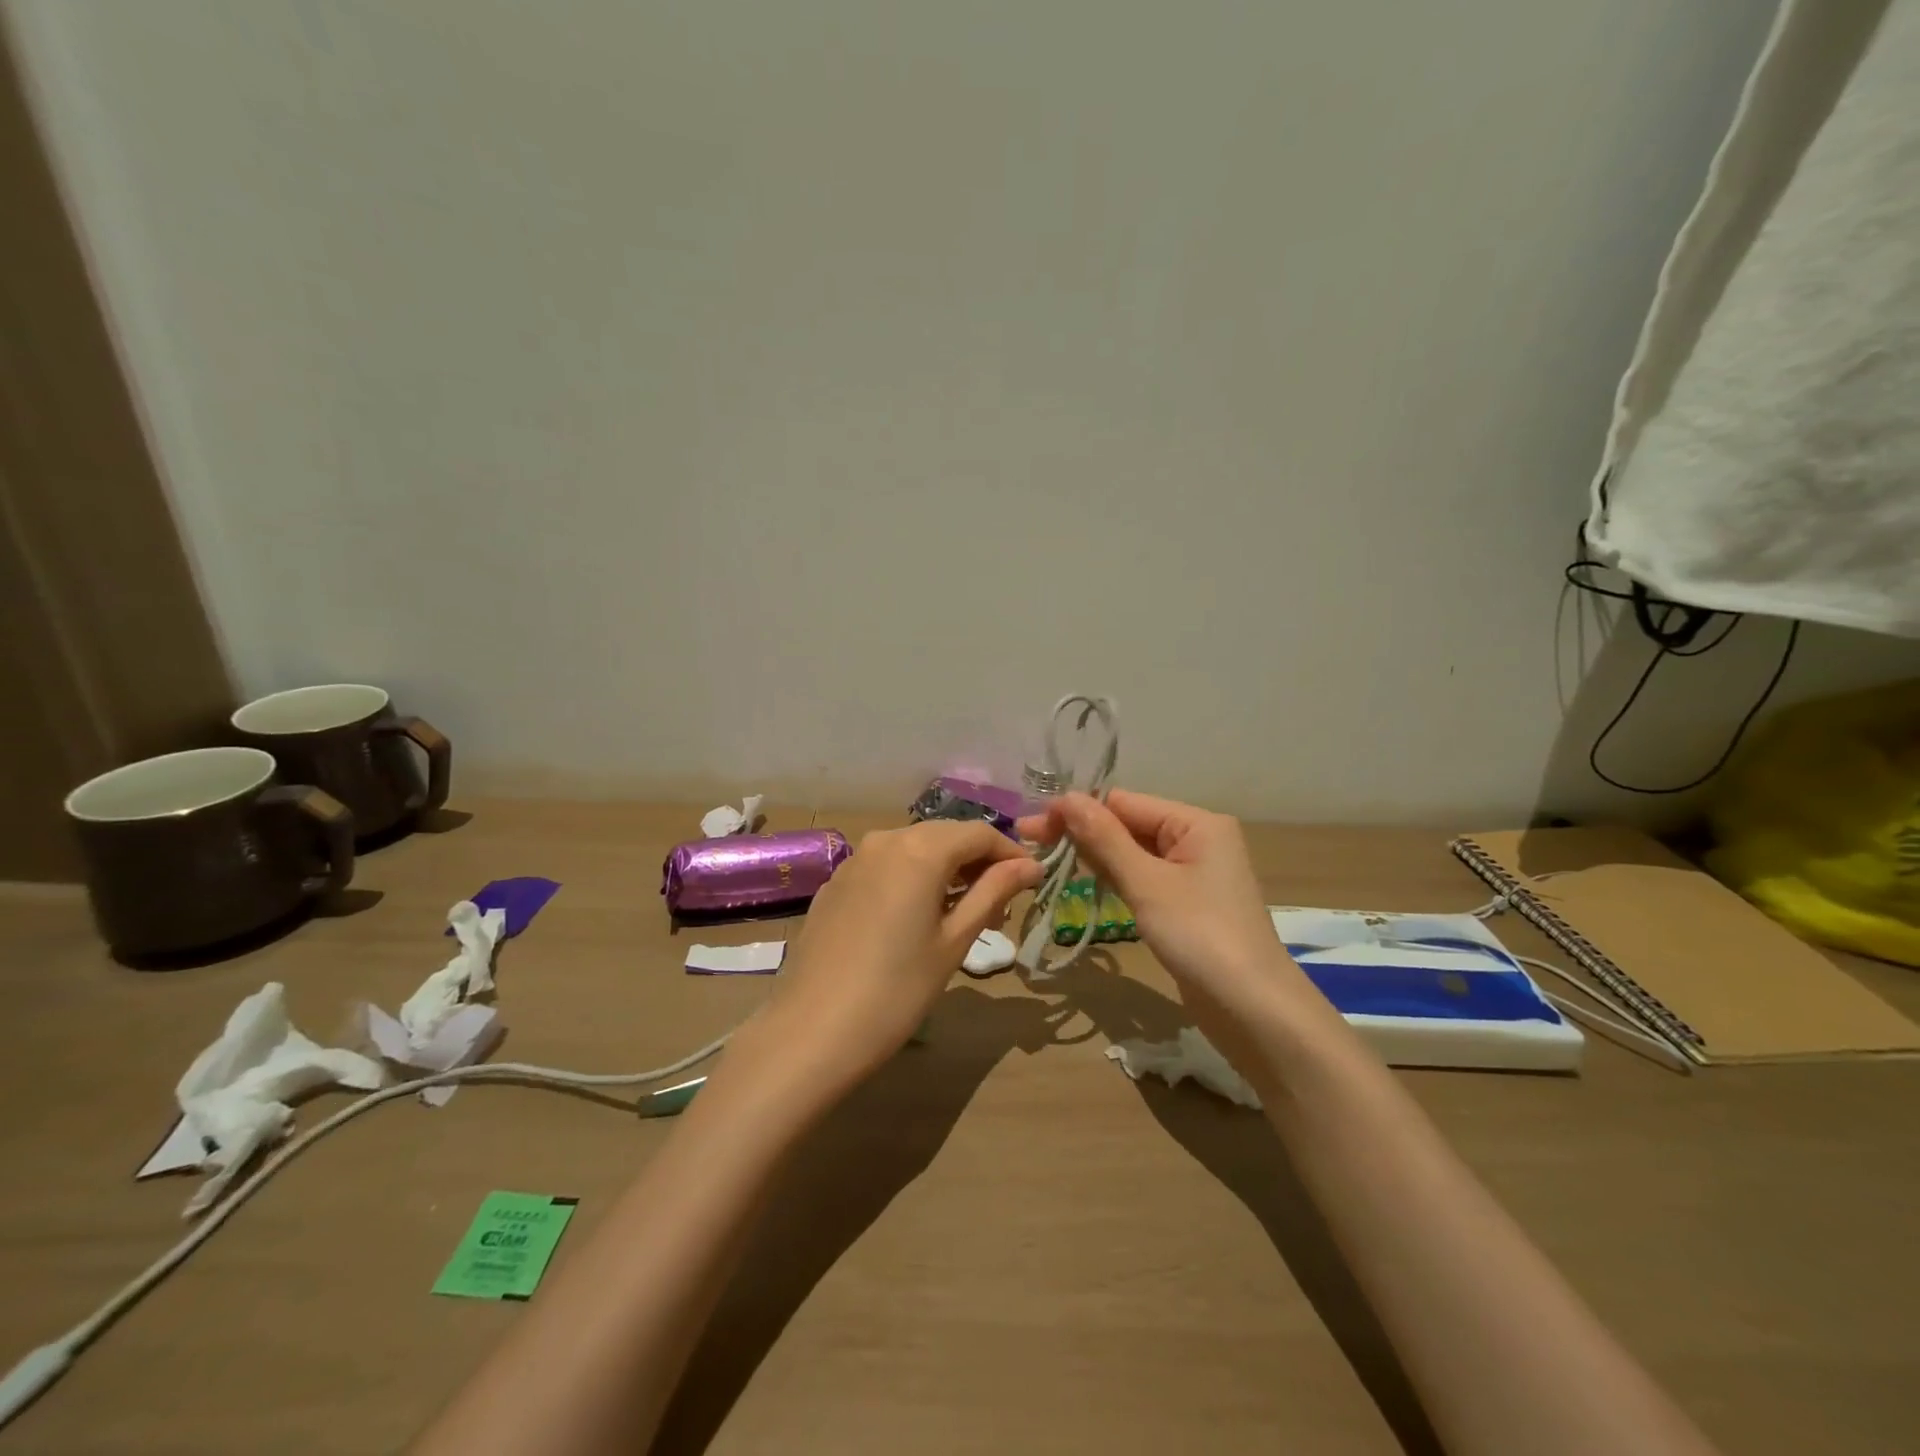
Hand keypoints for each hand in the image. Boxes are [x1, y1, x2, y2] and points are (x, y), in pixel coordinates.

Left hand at [767, 820, 1042, 1086]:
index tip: (1032, 881)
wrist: (811, 1031)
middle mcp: (885, 840)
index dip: (1010, 853)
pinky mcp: (835, 883)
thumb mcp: (954, 941)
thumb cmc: (896, 991)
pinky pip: (885, 866)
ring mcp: (854, 860)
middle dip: (978, 861)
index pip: (979, 833)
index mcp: (919, 850)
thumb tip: (1030, 865)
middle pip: (945, 835)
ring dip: (945, 869)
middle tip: (1002, 902)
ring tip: (963, 912)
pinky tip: (916, 915)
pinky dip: (911, 878)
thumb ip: (993, 892)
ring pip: (914, 848)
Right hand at [1019, 791, 1298, 1009]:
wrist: (1254, 1011)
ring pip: (1134, 853)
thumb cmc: (1201, 936)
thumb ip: (1104, 839)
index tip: (1032, 826)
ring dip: (1094, 855)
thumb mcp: (1147, 883)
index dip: (1077, 811)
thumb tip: (1065, 797)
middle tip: (1030, 841)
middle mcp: (1198, 840)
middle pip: (1129, 824)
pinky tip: (1085, 880)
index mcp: (1196, 823)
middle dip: (1082, 832)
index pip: (1124, 802)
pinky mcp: (1188, 904)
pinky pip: (1144, 878)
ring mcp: (1194, 874)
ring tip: (1047, 859)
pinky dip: (1115, 878)